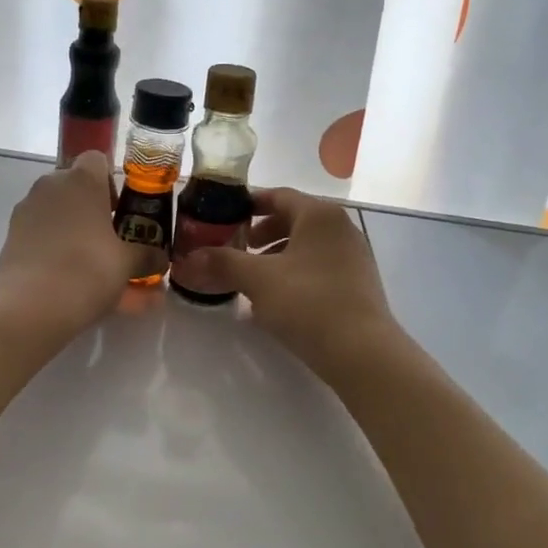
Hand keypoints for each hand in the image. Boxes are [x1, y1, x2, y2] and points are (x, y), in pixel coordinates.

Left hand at [0, 152, 160, 334]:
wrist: (31, 304)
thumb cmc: (88, 269)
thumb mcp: (127, 264)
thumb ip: (147, 257)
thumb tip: (162, 259)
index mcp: (82, 180)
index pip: (97, 160)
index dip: (110, 182)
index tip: (119, 211)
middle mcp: (50, 186)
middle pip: (74, 186)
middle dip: (91, 208)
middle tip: (108, 239)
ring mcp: (26, 210)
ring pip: (55, 212)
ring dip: (72, 229)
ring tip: (89, 265)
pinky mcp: (11, 236)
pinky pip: (40, 235)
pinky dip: (53, 249)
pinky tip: (67, 279)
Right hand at [169, 188, 397, 376]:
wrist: (362, 351)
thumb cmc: (308, 302)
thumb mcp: (258, 280)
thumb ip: (222, 263)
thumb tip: (185, 260)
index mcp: (319, 215)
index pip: (278, 195)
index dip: (248, 203)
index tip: (224, 217)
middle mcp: (340, 227)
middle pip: (293, 219)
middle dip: (261, 233)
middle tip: (236, 248)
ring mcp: (354, 256)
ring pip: (306, 246)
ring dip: (277, 256)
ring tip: (253, 278)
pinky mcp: (358, 284)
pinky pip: (319, 267)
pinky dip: (295, 274)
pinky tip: (278, 300)